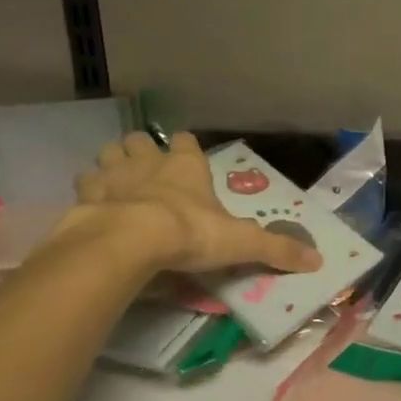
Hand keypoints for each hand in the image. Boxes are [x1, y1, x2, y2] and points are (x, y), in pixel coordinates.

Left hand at [73, 131, 321, 275]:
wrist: (128, 241)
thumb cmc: (188, 233)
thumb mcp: (240, 242)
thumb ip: (276, 249)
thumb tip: (318, 259)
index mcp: (186, 165)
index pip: (187, 141)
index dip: (187, 150)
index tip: (188, 163)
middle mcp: (149, 161)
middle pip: (140, 141)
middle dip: (141, 151)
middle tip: (146, 174)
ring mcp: (113, 175)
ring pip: (108, 154)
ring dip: (111, 166)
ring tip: (116, 186)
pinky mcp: (85, 196)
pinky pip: (82, 185)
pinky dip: (86, 193)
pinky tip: (91, 208)